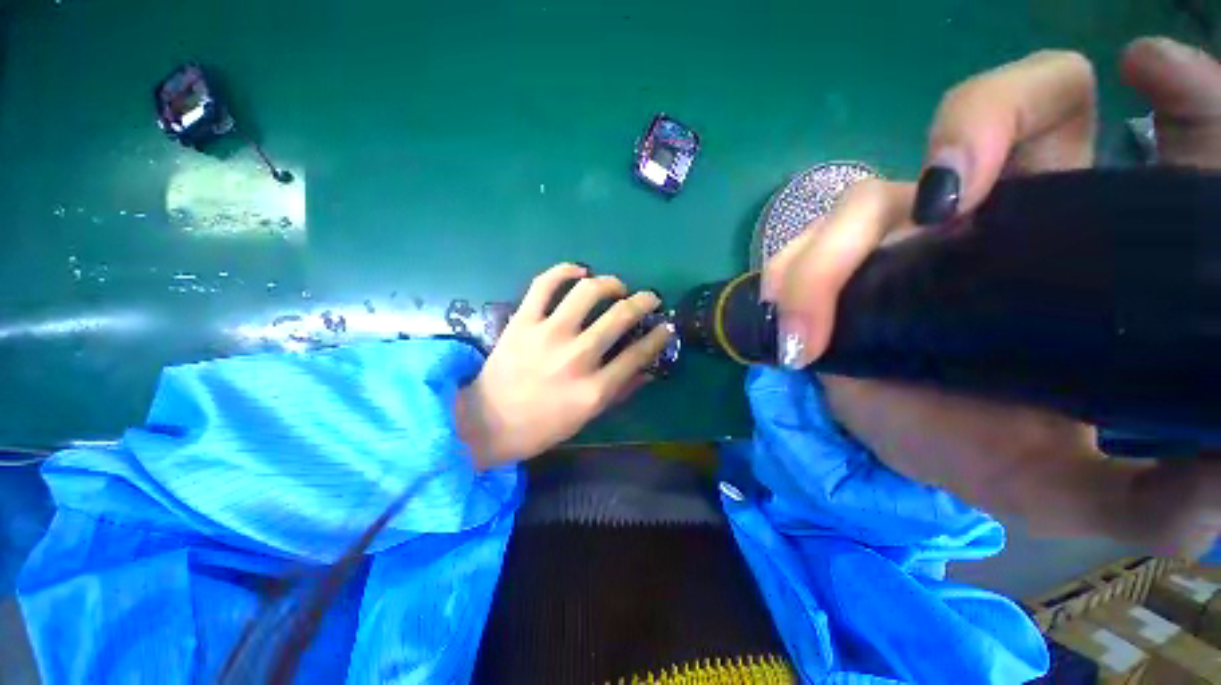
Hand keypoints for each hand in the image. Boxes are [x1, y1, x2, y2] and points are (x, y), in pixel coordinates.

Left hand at [457, 263, 671, 469]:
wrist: (489, 421)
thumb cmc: (543, 426)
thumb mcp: (588, 417)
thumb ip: (620, 391)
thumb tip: (649, 369)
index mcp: (594, 389)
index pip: (638, 354)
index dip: (658, 336)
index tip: (666, 326)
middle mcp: (575, 358)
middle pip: (620, 316)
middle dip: (644, 301)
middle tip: (649, 298)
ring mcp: (547, 335)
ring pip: (588, 293)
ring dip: (611, 283)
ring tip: (617, 286)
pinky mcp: (522, 321)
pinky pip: (544, 284)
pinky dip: (564, 270)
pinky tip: (580, 271)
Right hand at [764, 39, 1220, 557]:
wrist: (909, 452)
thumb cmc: (1008, 461)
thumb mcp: (1091, 490)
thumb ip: (1162, 494)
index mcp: (1088, 239)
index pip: (1140, 126)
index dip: (1163, 88)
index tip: (1149, 75)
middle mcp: (1001, 216)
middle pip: (1004, 107)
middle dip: (976, 123)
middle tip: (944, 204)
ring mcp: (906, 240)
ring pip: (867, 198)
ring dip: (837, 246)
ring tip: (817, 320)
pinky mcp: (843, 272)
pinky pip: (802, 252)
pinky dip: (788, 278)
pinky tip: (790, 325)